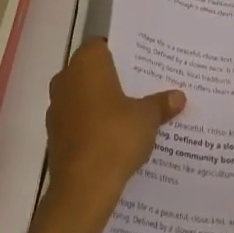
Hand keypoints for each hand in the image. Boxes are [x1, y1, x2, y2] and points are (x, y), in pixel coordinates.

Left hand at [46, 39, 184, 216]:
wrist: (83, 188)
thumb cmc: (115, 137)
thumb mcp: (147, 117)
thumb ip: (161, 104)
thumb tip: (179, 97)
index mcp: (87, 63)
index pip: (102, 44)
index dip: (120, 52)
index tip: (140, 62)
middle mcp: (66, 78)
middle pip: (92, 70)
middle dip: (112, 78)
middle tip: (141, 86)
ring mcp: (56, 108)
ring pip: (83, 95)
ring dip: (101, 102)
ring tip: (131, 112)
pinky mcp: (54, 135)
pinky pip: (77, 120)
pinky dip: (92, 124)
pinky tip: (114, 137)